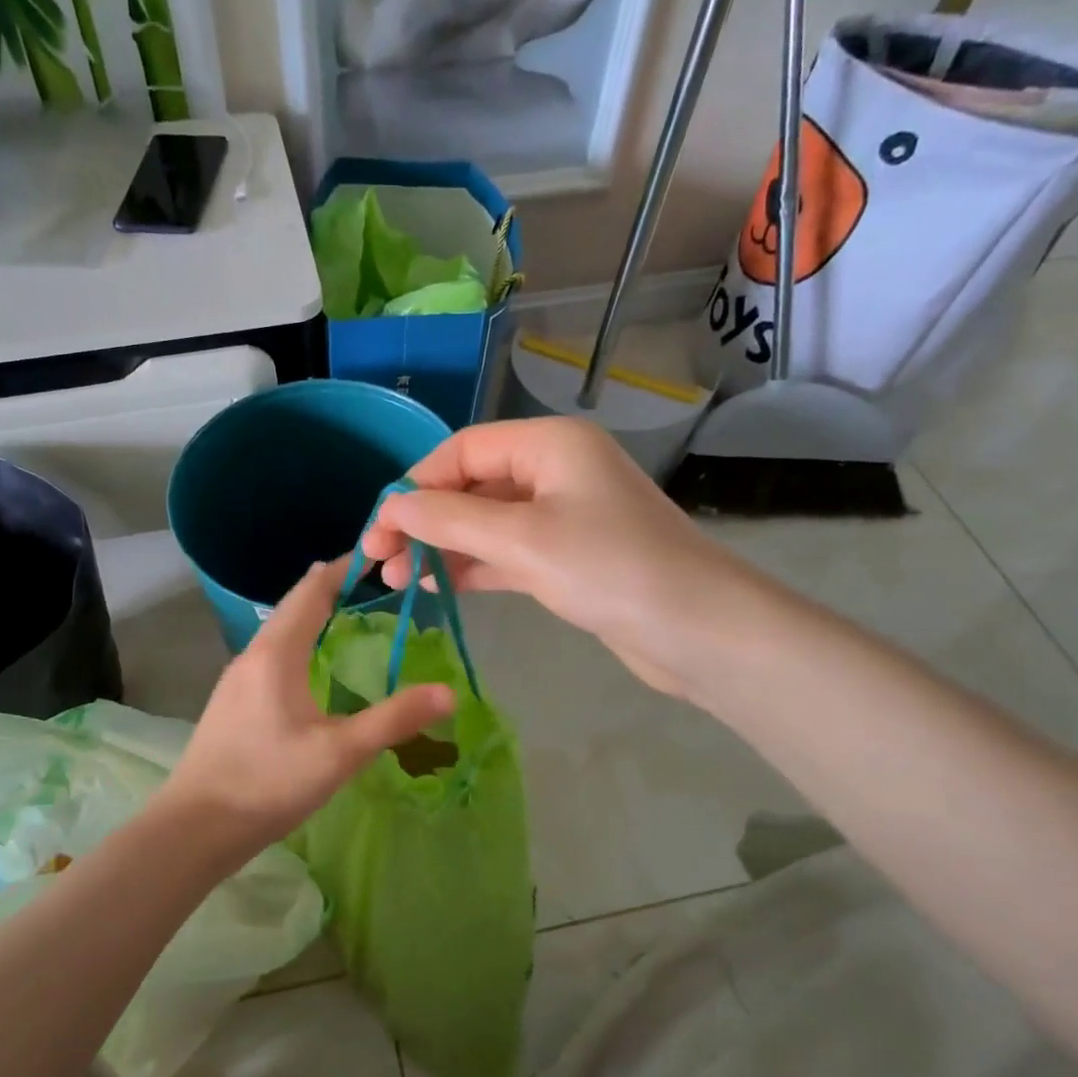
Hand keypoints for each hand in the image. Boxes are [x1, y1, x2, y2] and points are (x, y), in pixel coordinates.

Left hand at [159, 558, 453, 859]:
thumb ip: (394, 719)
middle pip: (293, 605)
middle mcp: (252, 654)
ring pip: (278, 630)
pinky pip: (270, 654)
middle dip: (330, 587)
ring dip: (311, 614)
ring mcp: (236, 679)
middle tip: (372, 580)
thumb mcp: (340, 753)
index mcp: (276, 653)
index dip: (343, 568)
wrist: (195, 828)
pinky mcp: (231, 703)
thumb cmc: (268, 782)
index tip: (377, 552)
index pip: (311, 590)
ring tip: (346, 613)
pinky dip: (298, 641)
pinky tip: (310, 665)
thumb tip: (448, 692)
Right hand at [361, 418, 780, 702]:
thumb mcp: (522, 540)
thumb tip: (391, 508)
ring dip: (442, 548)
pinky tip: (438, 586)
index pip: (462, 451)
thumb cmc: (610, 570)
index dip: (415, 486)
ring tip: (398, 581)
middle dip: (424, 522)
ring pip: (486, 523)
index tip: (379, 529)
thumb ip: (450, 520)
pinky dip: (473, 566)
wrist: (698, 631)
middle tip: (380, 561)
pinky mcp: (568, 558)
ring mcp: (563, 516)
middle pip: (471, 486)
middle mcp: (555, 471)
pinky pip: (507, 553)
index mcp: (549, 445)